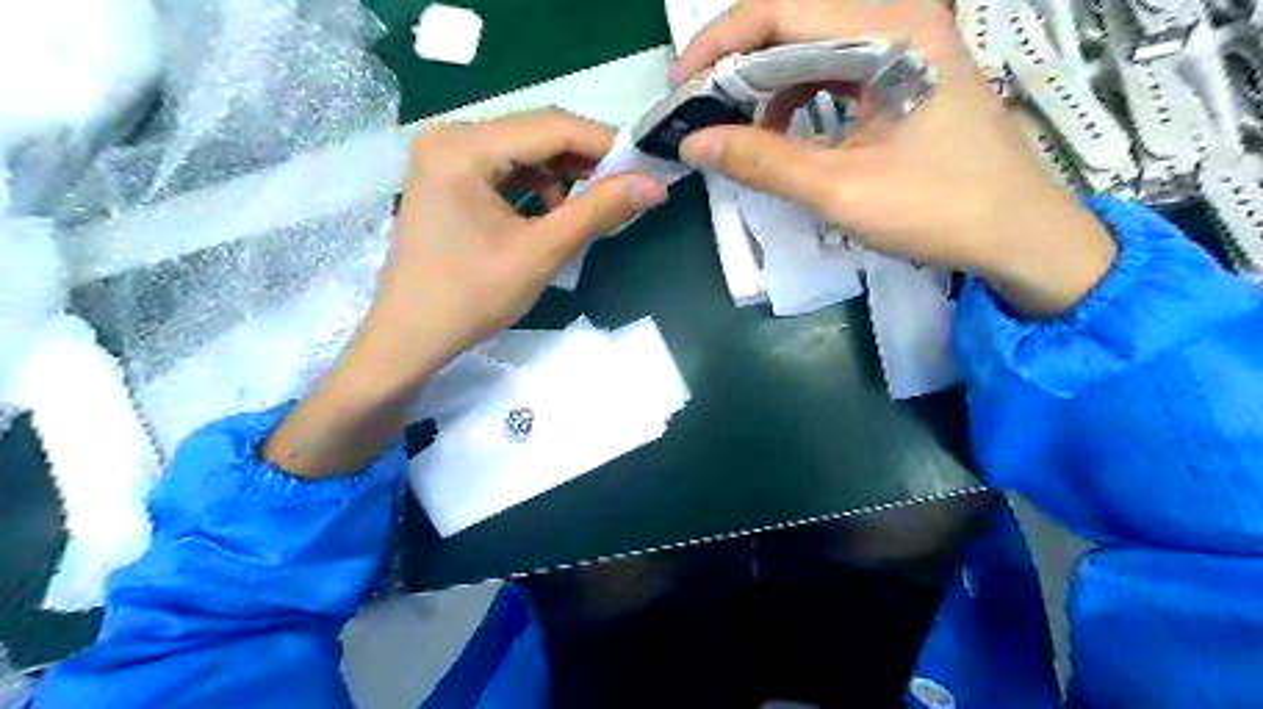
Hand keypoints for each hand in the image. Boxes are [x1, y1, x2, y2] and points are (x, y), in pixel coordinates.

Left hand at [260, 110, 665, 475]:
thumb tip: (654, 185)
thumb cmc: (471, 297)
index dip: (606, 144)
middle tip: (627, 189)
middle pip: (536, 134)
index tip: (647, 167)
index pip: (551, 127)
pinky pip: (507, 170)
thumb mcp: (541, 252)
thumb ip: (598, 211)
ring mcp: (446, 157)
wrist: (411, 338)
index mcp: (464, 146)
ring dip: (564, 176)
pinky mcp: (449, 179)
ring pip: (525, 153)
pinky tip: (553, 215)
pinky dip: (538, 188)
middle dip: (586, 162)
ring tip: (591, 209)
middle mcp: (450, 137)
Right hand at [672, 1, 1113, 316]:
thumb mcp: (840, 189)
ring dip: (764, 81)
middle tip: (696, 104)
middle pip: (795, 20)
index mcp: (889, 30)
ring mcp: (905, 44)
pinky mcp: (905, 73)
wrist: (1020, 235)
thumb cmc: (939, 209)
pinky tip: (780, 132)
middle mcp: (898, 19)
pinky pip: (833, 69)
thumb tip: (693, 143)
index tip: (679, 85)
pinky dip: (796, 97)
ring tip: (732, 124)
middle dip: (736, 62)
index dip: (719, 44)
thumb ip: (762, 162)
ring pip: (811, 45)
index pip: (782, 10)